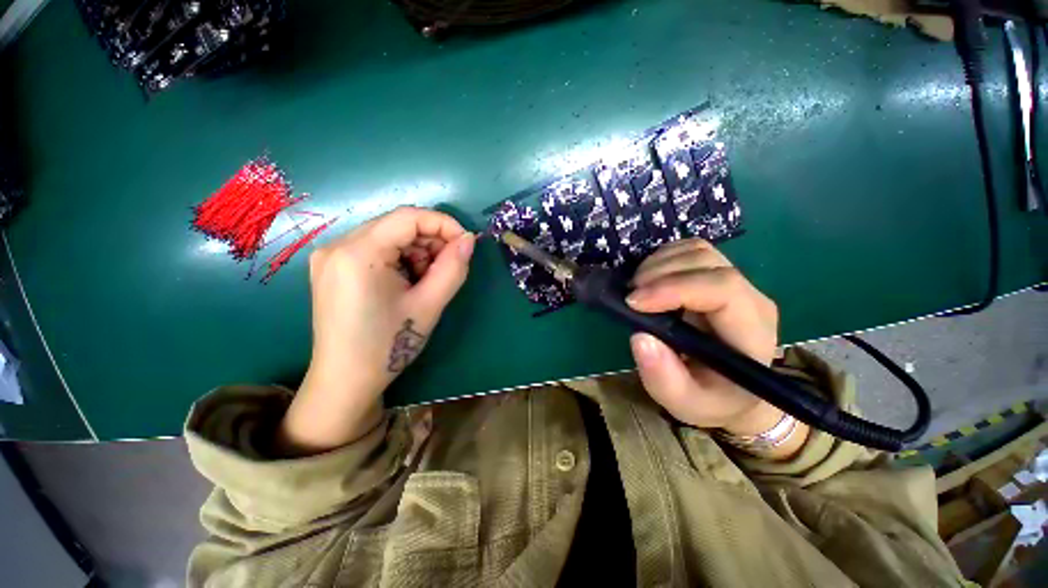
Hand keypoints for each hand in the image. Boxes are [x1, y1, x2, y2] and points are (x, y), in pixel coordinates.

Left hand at [278, 207, 474, 454]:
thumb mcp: (429, 305)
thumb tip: (469, 239)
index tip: (466, 243)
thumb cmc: (389, 345)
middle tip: (448, 268)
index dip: (444, 224)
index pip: (408, 217)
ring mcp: (331, 256)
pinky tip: (406, 284)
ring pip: (389, 237)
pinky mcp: (333, 267)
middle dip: (430, 242)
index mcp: (357, 253)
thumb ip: (453, 268)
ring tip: (426, 282)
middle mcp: (337, 245)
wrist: (346, 380)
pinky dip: (400, 260)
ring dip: (416, 252)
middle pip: (397, 225)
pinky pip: (376, 249)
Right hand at [626, 239, 805, 456]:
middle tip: (629, 296)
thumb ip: (663, 377)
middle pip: (707, 262)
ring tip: (636, 288)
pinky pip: (690, 251)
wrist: (734, 393)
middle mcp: (749, 298)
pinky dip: (662, 259)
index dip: (673, 288)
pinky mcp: (717, 276)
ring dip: (659, 263)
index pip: (722, 288)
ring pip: (697, 250)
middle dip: (660, 273)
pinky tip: (648, 280)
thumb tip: (640, 337)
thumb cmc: (712, 399)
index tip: (634, 302)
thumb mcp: (685, 403)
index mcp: (750, 331)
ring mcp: (735, 283)